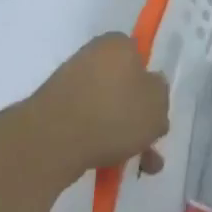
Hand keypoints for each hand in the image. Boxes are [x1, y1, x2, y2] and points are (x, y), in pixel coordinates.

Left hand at [29, 33, 169, 174]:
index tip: (157, 108)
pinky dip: (99, 142)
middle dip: (138, 117)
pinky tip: (110, 167)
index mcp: (117, 44)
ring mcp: (67, 85)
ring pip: (106, 109)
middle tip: (150, 142)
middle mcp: (90, 57)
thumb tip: (150, 89)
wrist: (51, 142)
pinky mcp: (51, 112)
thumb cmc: (114, 113)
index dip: (151, 83)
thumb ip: (160, 94)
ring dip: (123, 135)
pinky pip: (85, 124)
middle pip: (124, 87)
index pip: (140, 56)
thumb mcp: (158, 104)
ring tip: (137, 165)